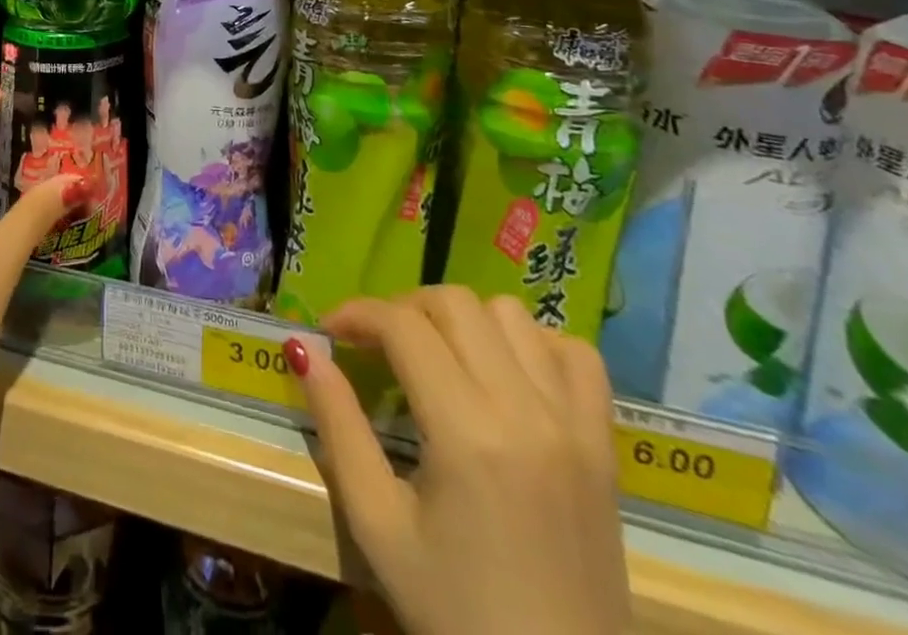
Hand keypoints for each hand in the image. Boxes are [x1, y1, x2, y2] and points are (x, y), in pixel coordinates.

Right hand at [289, 286, 628, 634]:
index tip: (330, 330)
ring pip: (511, 314)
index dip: (356, 313)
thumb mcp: (377, 524)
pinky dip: (534, 343)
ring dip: (464, 319)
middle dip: (403, 309)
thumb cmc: (456, 614)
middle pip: (454, 303)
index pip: (403, 325)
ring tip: (438, 355)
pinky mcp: (605, 445)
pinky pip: (575, 354)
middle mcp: (525, 409)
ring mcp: (575, 424)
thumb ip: (337, 425)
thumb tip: (302, 349)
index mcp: (467, 432)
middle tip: (378, 346)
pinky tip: (506, 373)